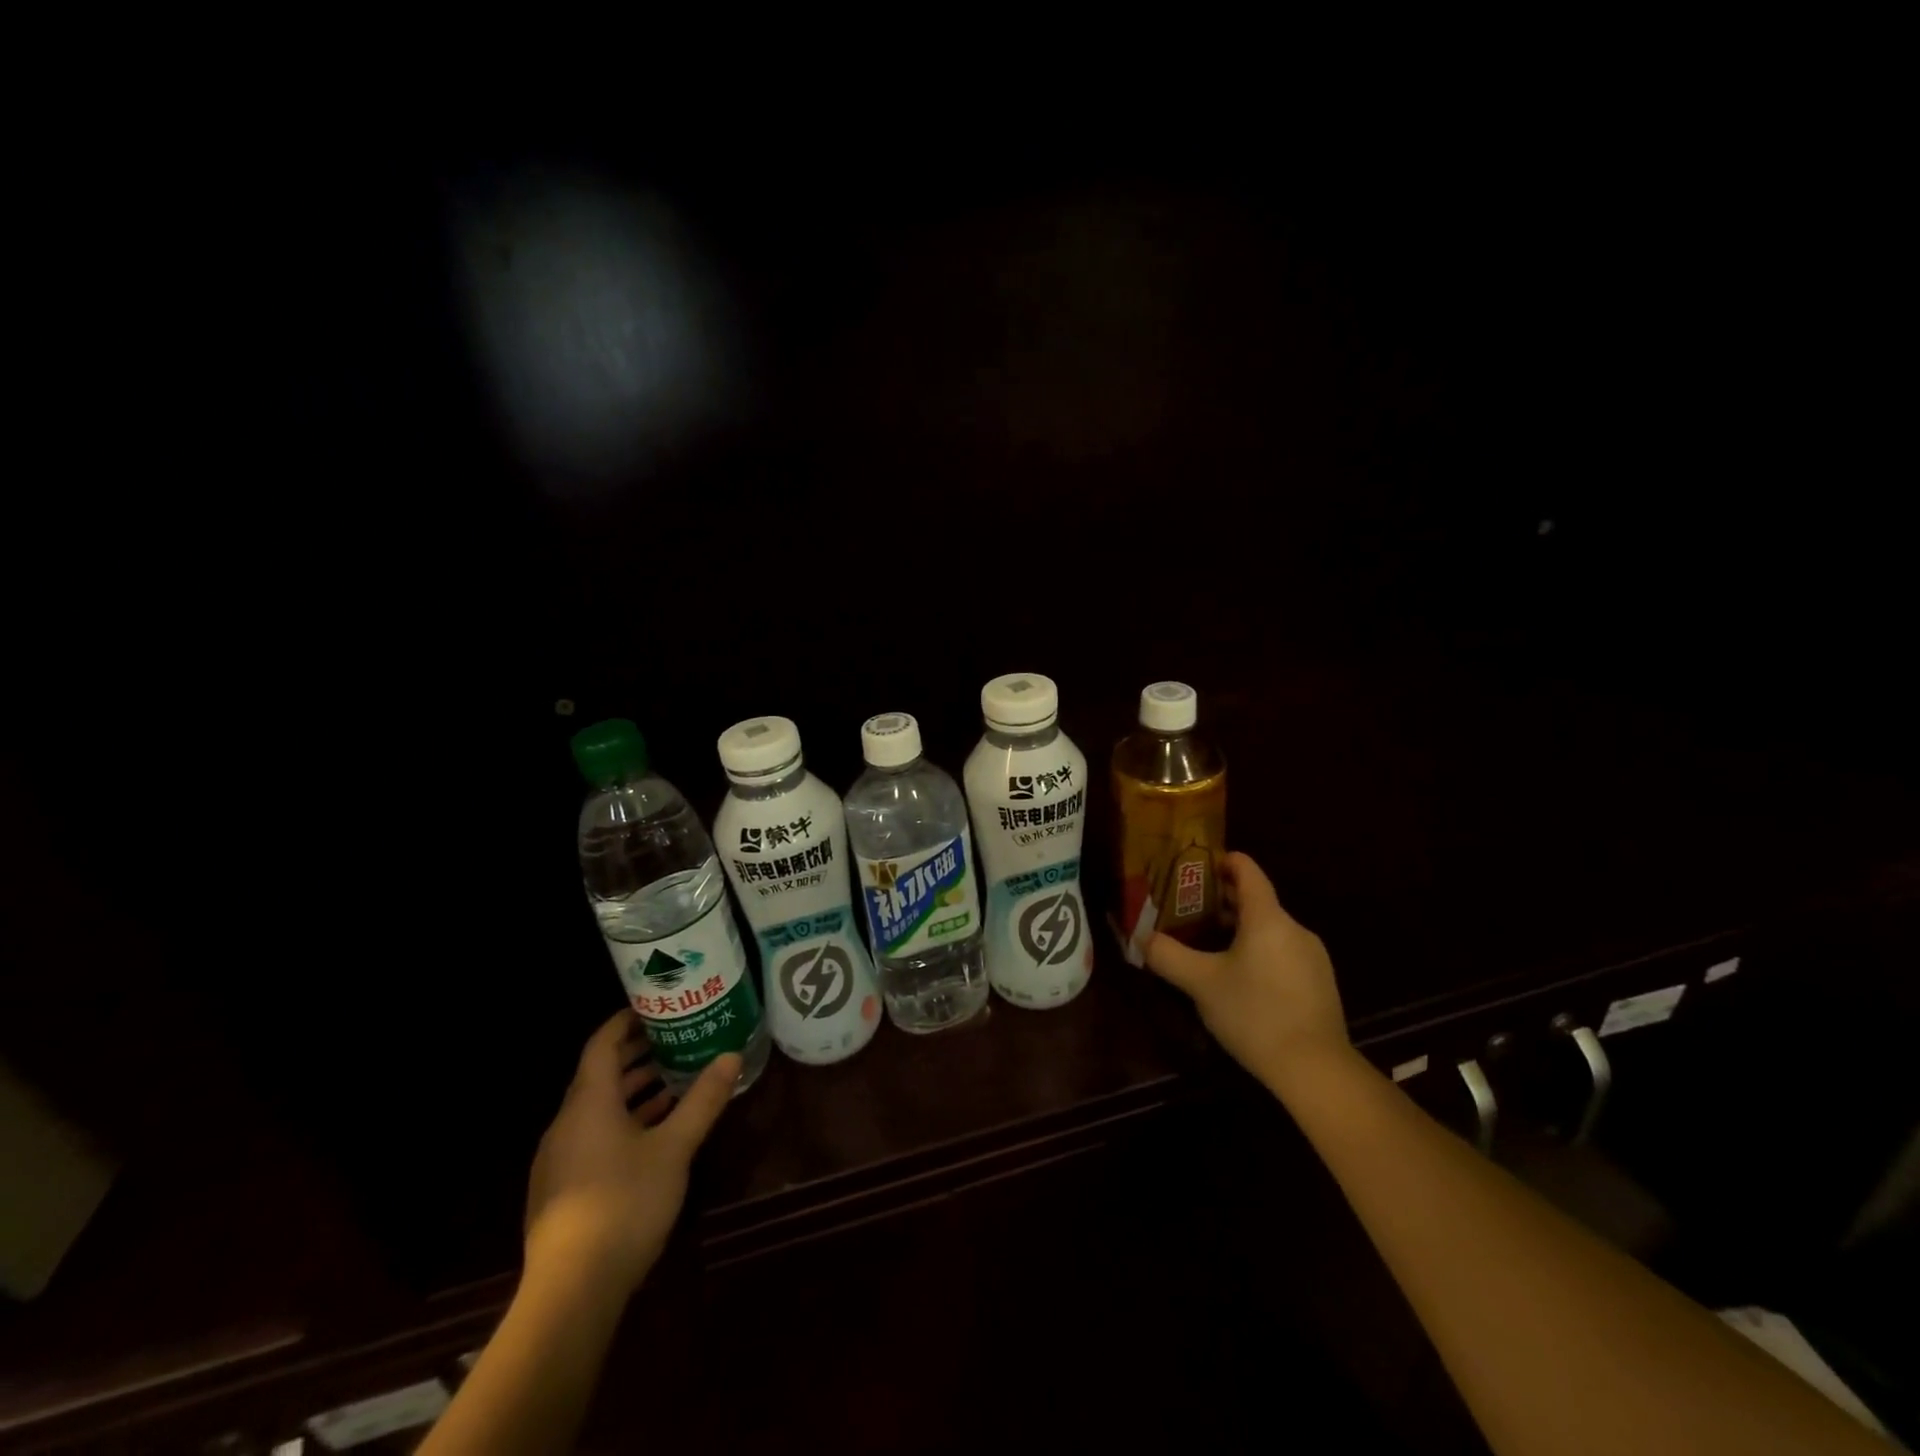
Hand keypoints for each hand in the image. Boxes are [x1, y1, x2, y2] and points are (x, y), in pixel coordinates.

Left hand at [524, 1010, 740, 1293]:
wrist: (571, 1292)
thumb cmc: (624, 1203)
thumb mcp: (675, 1147)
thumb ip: (702, 1100)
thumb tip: (731, 1056)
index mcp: (588, 1103)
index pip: (602, 1045)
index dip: (626, 1021)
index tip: (657, 1006)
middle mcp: (566, 1124)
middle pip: (599, 1075)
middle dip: (637, 1055)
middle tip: (676, 1039)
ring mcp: (560, 1159)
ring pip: (598, 1108)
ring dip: (633, 1091)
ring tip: (674, 1081)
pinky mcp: (562, 1189)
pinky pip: (593, 1136)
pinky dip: (623, 1121)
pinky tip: (654, 1134)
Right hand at [1145, 852, 1348, 1089]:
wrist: (1315, 1069)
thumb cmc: (1254, 1014)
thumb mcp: (1200, 983)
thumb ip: (1167, 955)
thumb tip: (1142, 937)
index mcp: (1267, 917)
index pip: (1247, 870)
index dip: (1221, 861)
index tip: (1195, 868)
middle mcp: (1294, 928)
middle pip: (1256, 900)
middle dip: (1221, 900)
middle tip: (1187, 910)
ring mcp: (1312, 956)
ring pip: (1269, 928)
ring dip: (1239, 929)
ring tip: (1207, 946)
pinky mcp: (1320, 982)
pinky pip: (1282, 952)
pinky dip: (1258, 951)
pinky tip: (1239, 979)